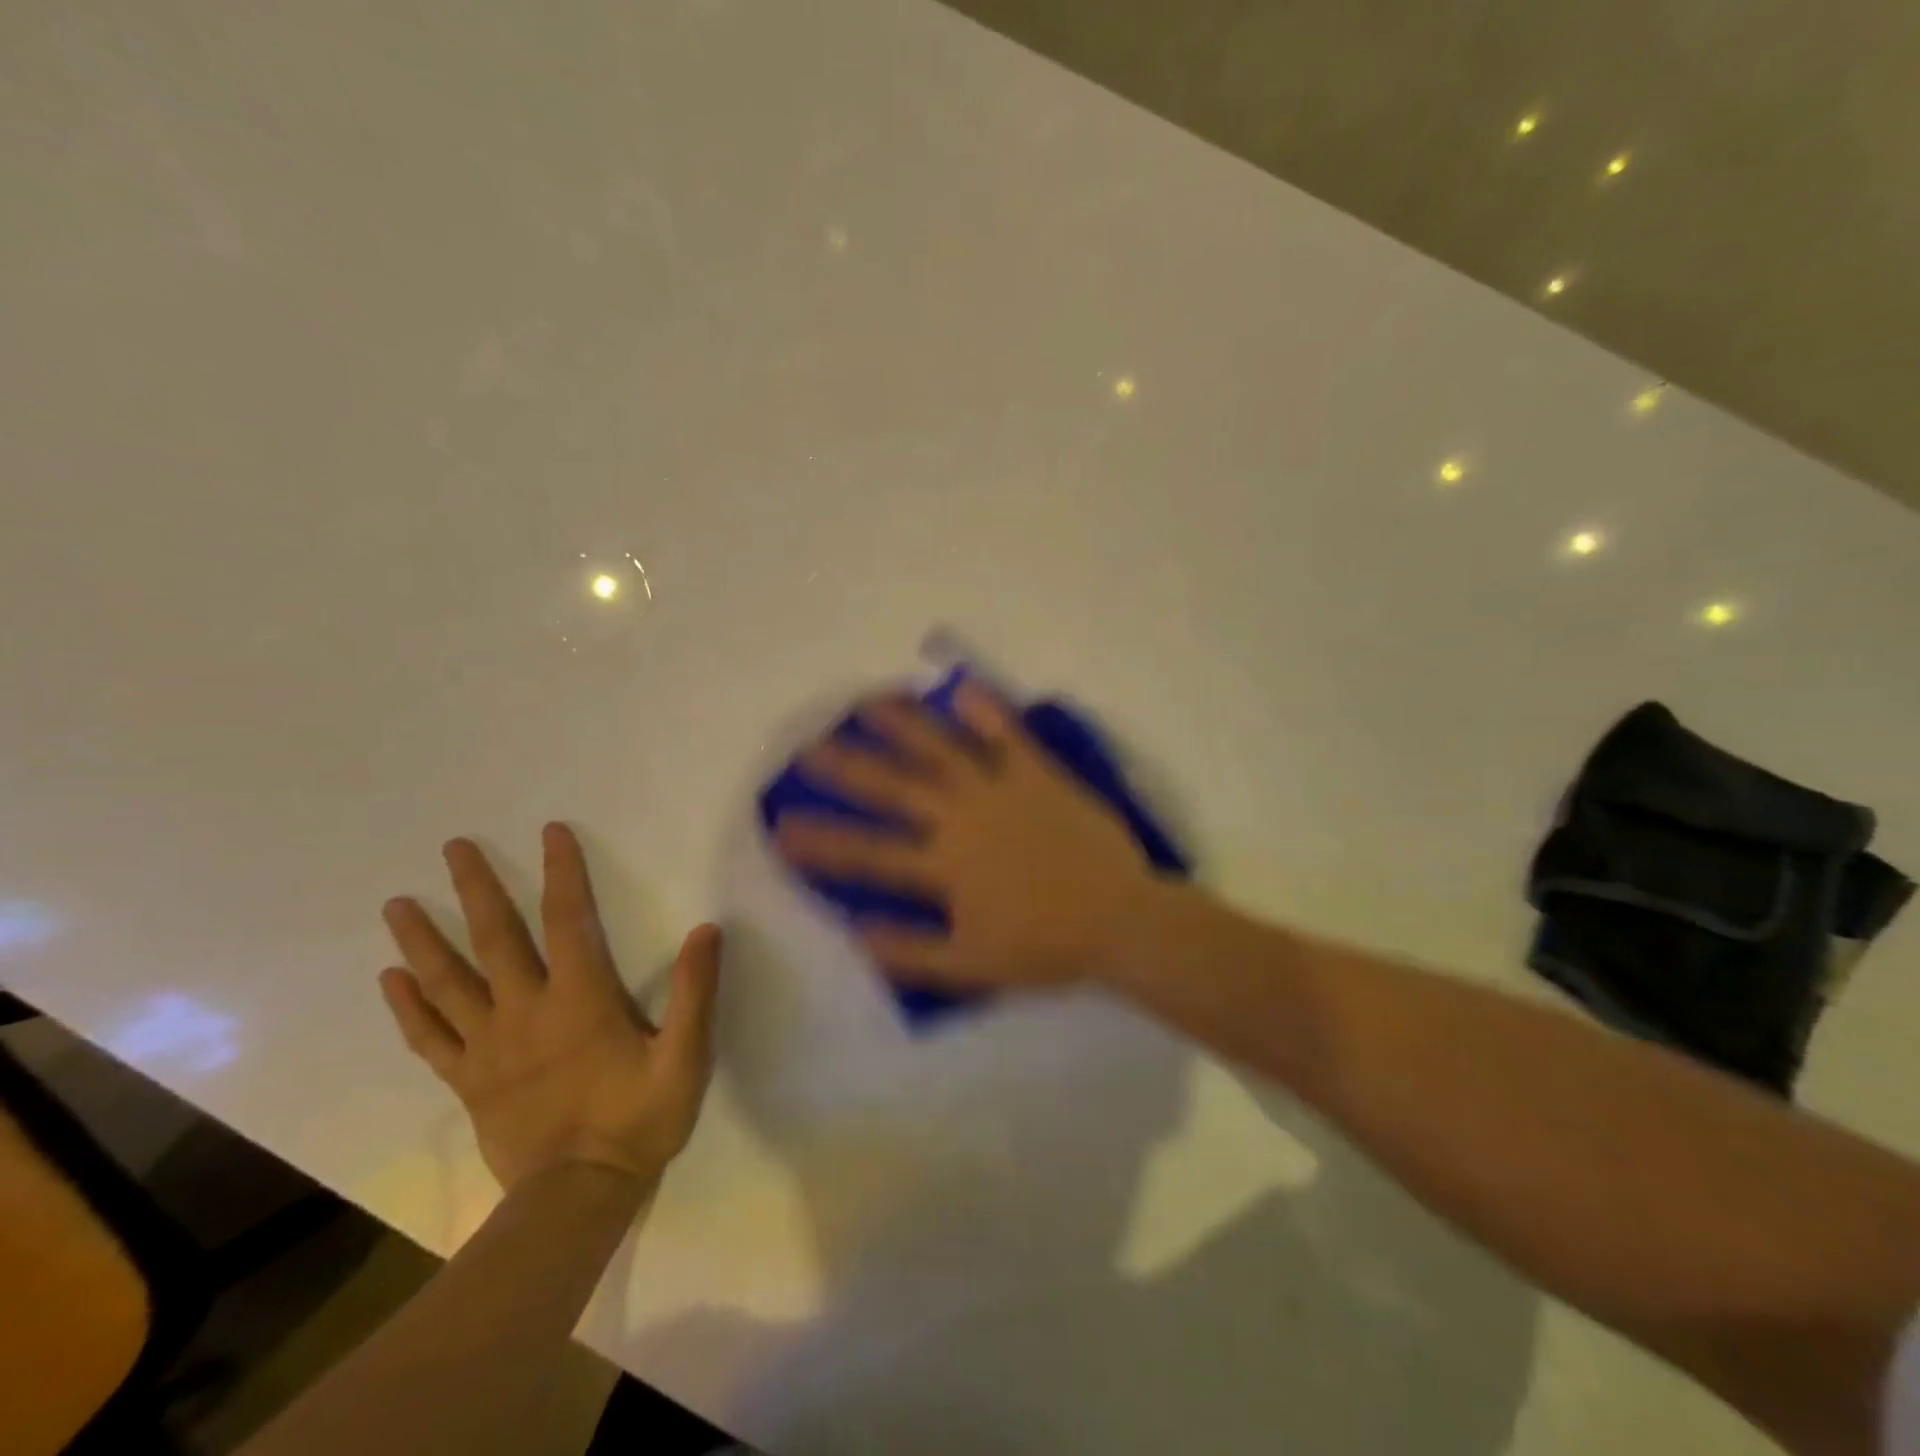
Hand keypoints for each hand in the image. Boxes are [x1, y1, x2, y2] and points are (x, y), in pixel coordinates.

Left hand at [378, 823, 719, 1191]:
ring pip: (448, 983)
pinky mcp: (469, 1080)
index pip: (568, 920)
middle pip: (495, 939)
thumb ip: (695, 992)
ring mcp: (489, 1047)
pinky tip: (391, 980)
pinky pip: (431, 1037)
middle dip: (475, 889)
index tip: (550, 831)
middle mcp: (526, 1011)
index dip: (562, 872)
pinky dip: (409, 1007)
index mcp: (580, 999)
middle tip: (452, 847)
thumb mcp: (685, 1056)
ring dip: (422, 941)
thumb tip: (707, 930)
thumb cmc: (639, 1119)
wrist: (577, 1196)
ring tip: (396, 905)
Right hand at [773, 680, 1153, 988]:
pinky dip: (984, 709)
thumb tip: (854, 931)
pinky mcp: (1038, 773)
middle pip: (894, 787)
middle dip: (847, 768)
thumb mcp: (970, 965)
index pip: (868, 853)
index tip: (781, 826)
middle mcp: (961, 818)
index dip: (821, 841)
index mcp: (943, 866)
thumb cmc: (1045, 946)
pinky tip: (960, 688)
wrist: (1120, 920)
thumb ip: (909, 950)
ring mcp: (1000, 789)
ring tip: (868, 703)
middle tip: (811, 747)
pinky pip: (1007, 734)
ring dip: (902, 724)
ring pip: (941, 748)